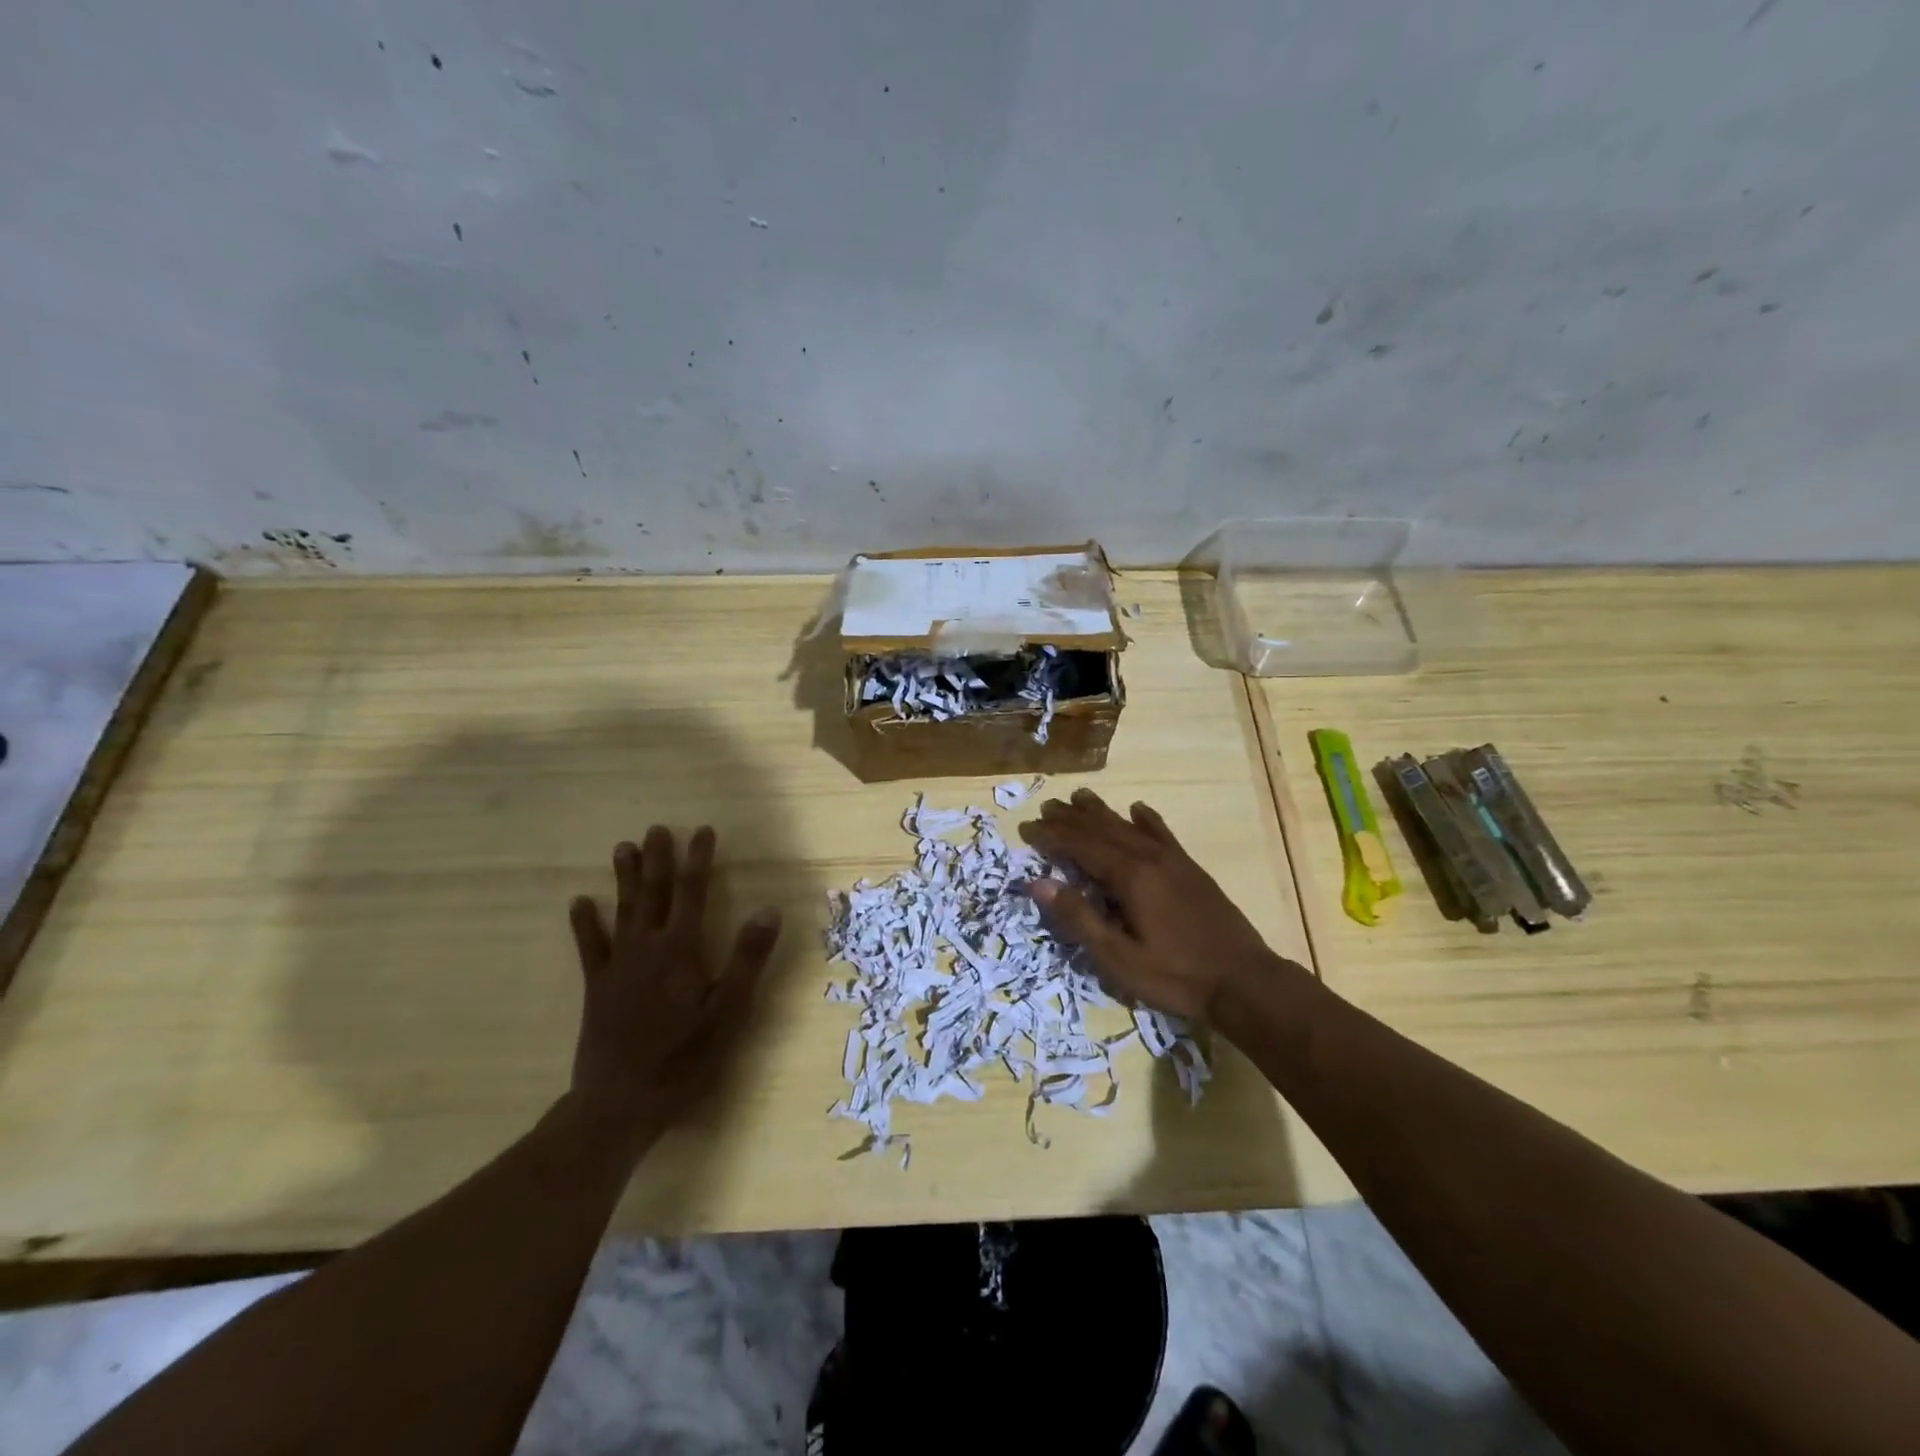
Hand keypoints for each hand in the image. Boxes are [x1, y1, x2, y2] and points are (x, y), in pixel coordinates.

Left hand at [566, 826, 782, 1151]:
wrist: (617, 1104)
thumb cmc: (683, 1059)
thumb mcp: (728, 1012)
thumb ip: (747, 959)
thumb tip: (768, 908)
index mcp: (680, 950)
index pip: (692, 893)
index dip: (699, 859)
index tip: (703, 830)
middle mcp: (646, 948)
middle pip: (654, 894)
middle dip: (659, 859)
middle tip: (657, 828)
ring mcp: (617, 966)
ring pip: (622, 911)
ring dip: (625, 878)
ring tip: (623, 847)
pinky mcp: (597, 987)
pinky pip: (589, 946)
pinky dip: (585, 923)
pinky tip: (579, 902)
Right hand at [1019, 789, 1294, 1022]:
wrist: (1245, 981)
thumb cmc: (1175, 976)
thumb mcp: (1118, 957)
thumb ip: (1078, 917)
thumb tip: (1037, 882)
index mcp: (1129, 876)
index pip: (1080, 846)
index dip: (1051, 837)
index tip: (1027, 830)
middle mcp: (1149, 857)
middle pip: (1102, 829)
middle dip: (1071, 819)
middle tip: (1046, 809)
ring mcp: (1173, 860)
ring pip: (1129, 826)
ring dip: (1101, 812)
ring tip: (1079, 797)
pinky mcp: (1191, 869)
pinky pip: (1162, 833)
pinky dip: (1145, 818)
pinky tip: (1137, 809)